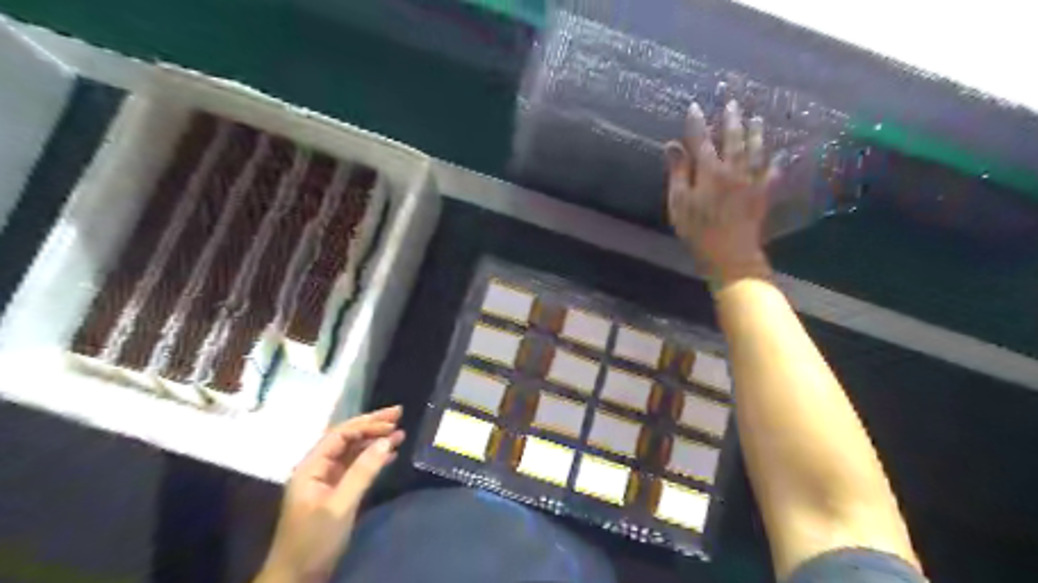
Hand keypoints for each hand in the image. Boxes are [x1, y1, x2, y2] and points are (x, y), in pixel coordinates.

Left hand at [254, 405, 403, 582]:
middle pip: (347, 438)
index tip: (393, 421)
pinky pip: (356, 467)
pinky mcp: (335, 493)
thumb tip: (387, 441)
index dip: (367, 424)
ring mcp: (326, 480)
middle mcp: (317, 468)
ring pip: (353, 452)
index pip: (341, 434)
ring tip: (400, 433)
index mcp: (311, 466)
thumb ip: (363, 471)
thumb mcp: (341, 505)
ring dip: (375, 441)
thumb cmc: (314, 541)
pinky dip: (373, 459)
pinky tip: (390, 455)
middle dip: (372, 425)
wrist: (296, 579)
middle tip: (399, 414)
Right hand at [665, 101, 778, 291]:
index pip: (701, 141)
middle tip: (732, 103)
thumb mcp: (679, 202)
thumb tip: (672, 145)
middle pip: (732, 139)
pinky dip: (776, 161)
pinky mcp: (763, 194)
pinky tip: (780, 153)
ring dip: (755, 133)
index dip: (697, 124)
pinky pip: (772, 172)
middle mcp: (733, 169)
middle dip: (731, 120)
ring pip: (755, 150)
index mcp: (709, 171)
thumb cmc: (697, 229)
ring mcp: (751, 181)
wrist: (729, 253)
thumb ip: (678, 172)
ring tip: (757, 118)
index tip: (694, 106)